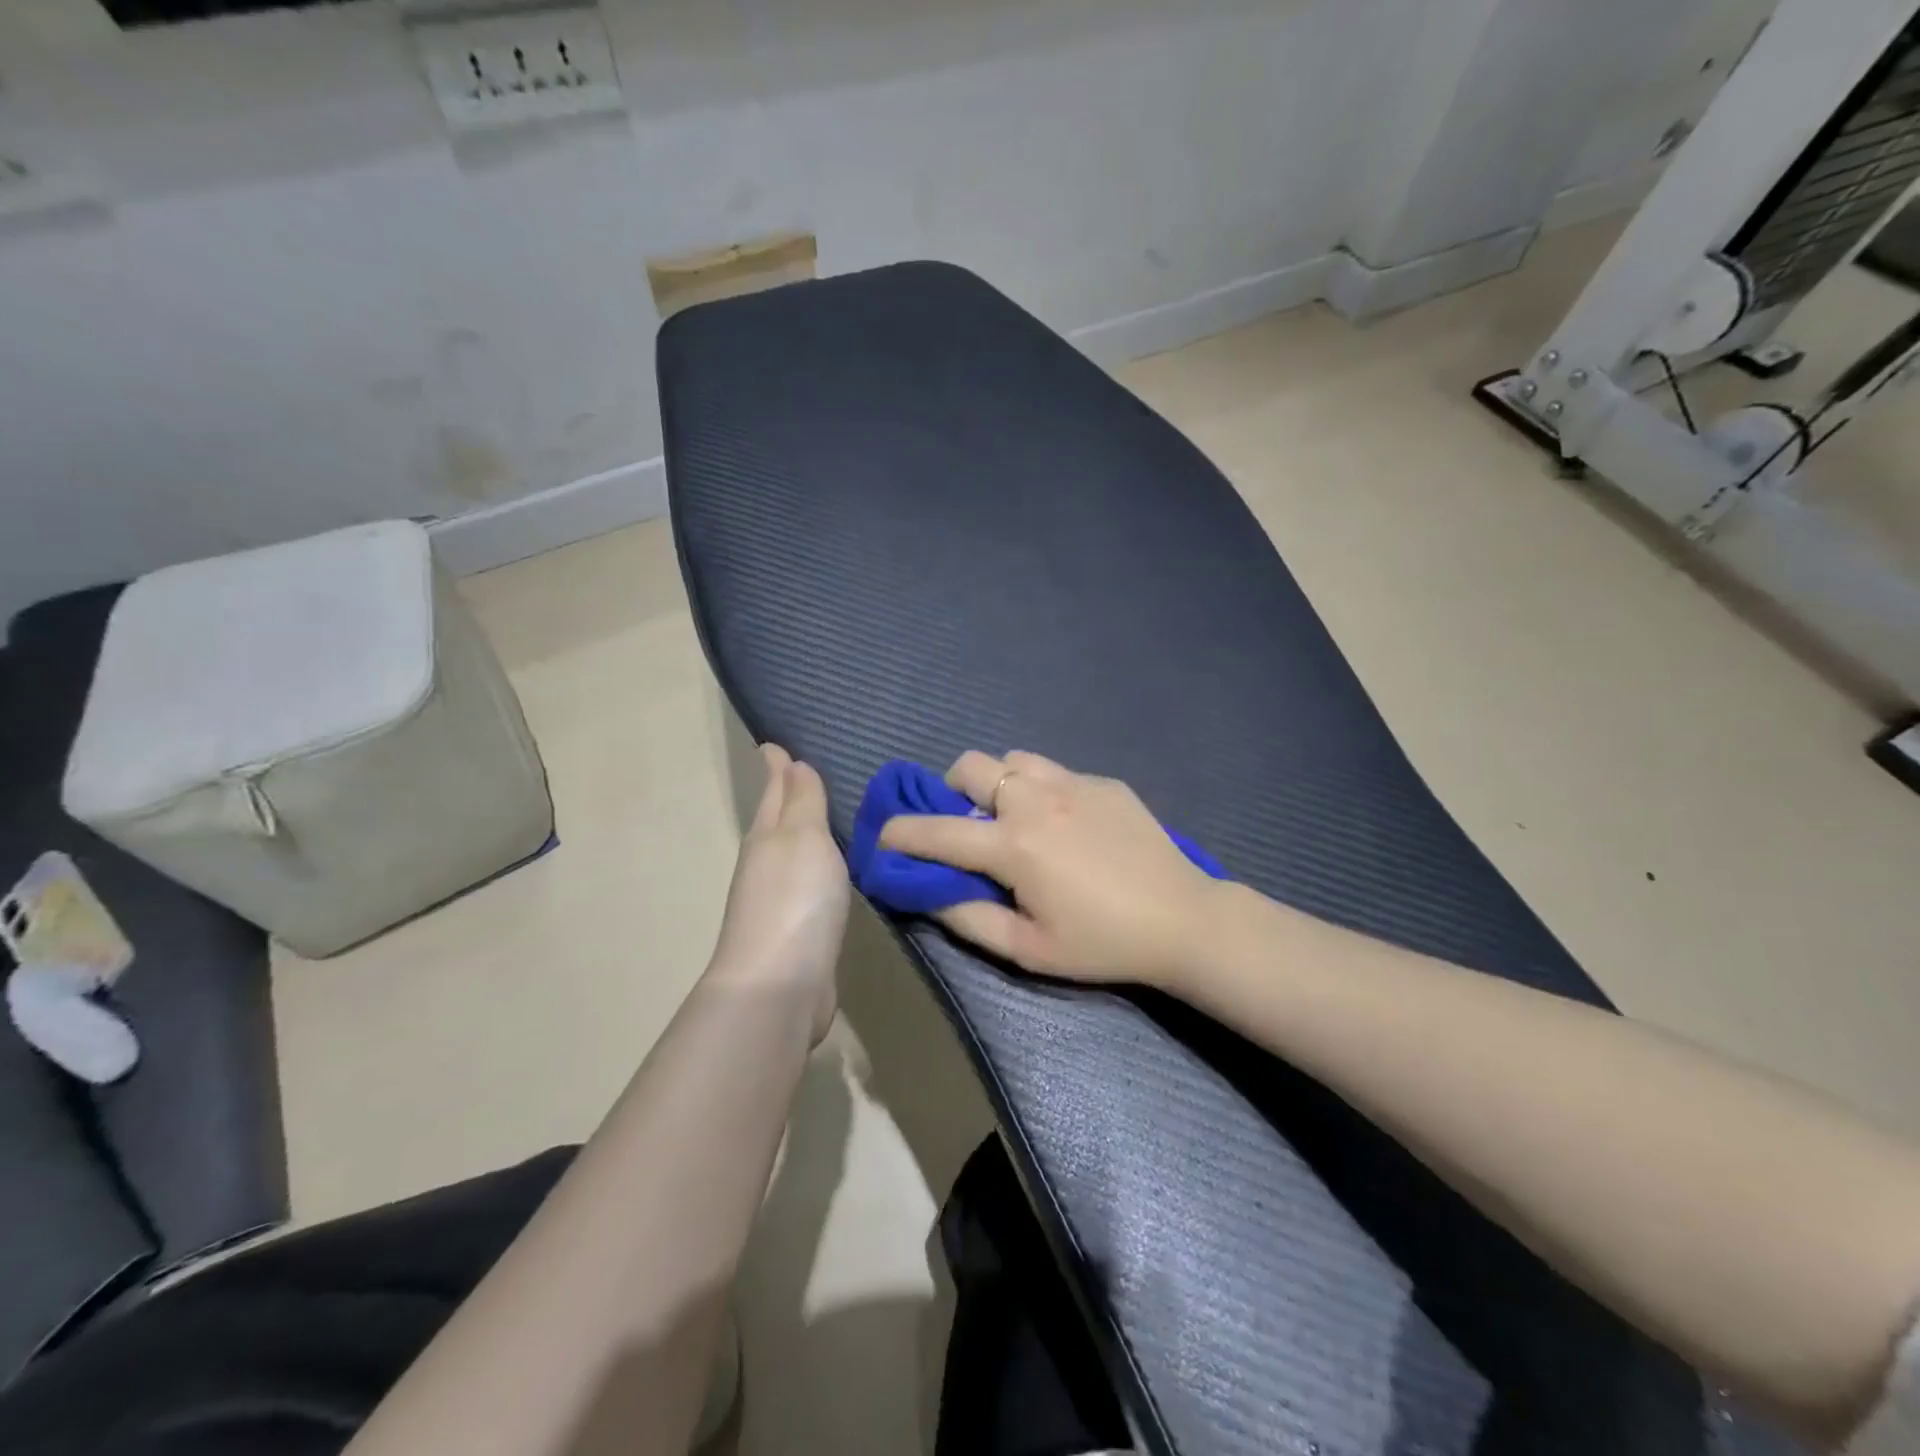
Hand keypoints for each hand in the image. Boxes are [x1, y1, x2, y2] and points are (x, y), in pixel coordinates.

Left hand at [707, 745, 849, 1045]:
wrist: (780, 986)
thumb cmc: (795, 900)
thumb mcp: (803, 837)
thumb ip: (802, 800)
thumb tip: (790, 761)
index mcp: (765, 836)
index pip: (774, 790)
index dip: (776, 766)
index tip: (773, 743)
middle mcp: (765, 863)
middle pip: (777, 819)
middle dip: (788, 795)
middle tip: (805, 770)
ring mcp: (777, 900)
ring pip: (792, 852)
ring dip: (804, 832)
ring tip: (826, 815)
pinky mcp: (795, 931)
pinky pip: (808, 884)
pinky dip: (817, 868)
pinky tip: (832, 870)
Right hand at [878, 750, 1220, 987]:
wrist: (1183, 919)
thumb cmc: (1101, 943)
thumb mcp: (1028, 950)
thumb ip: (968, 918)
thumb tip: (928, 891)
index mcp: (1013, 845)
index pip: (936, 830)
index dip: (899, 833)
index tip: (883, 836)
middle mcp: (1035, 800)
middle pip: (968, 766)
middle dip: (952, 792)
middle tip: (969, 826)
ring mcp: (1073, 783)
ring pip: (1012, 760)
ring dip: (998, 784)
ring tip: (1017, 819)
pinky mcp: (1103, 782)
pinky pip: (1056, 772)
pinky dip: (1043, 791)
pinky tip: (1068, 826)